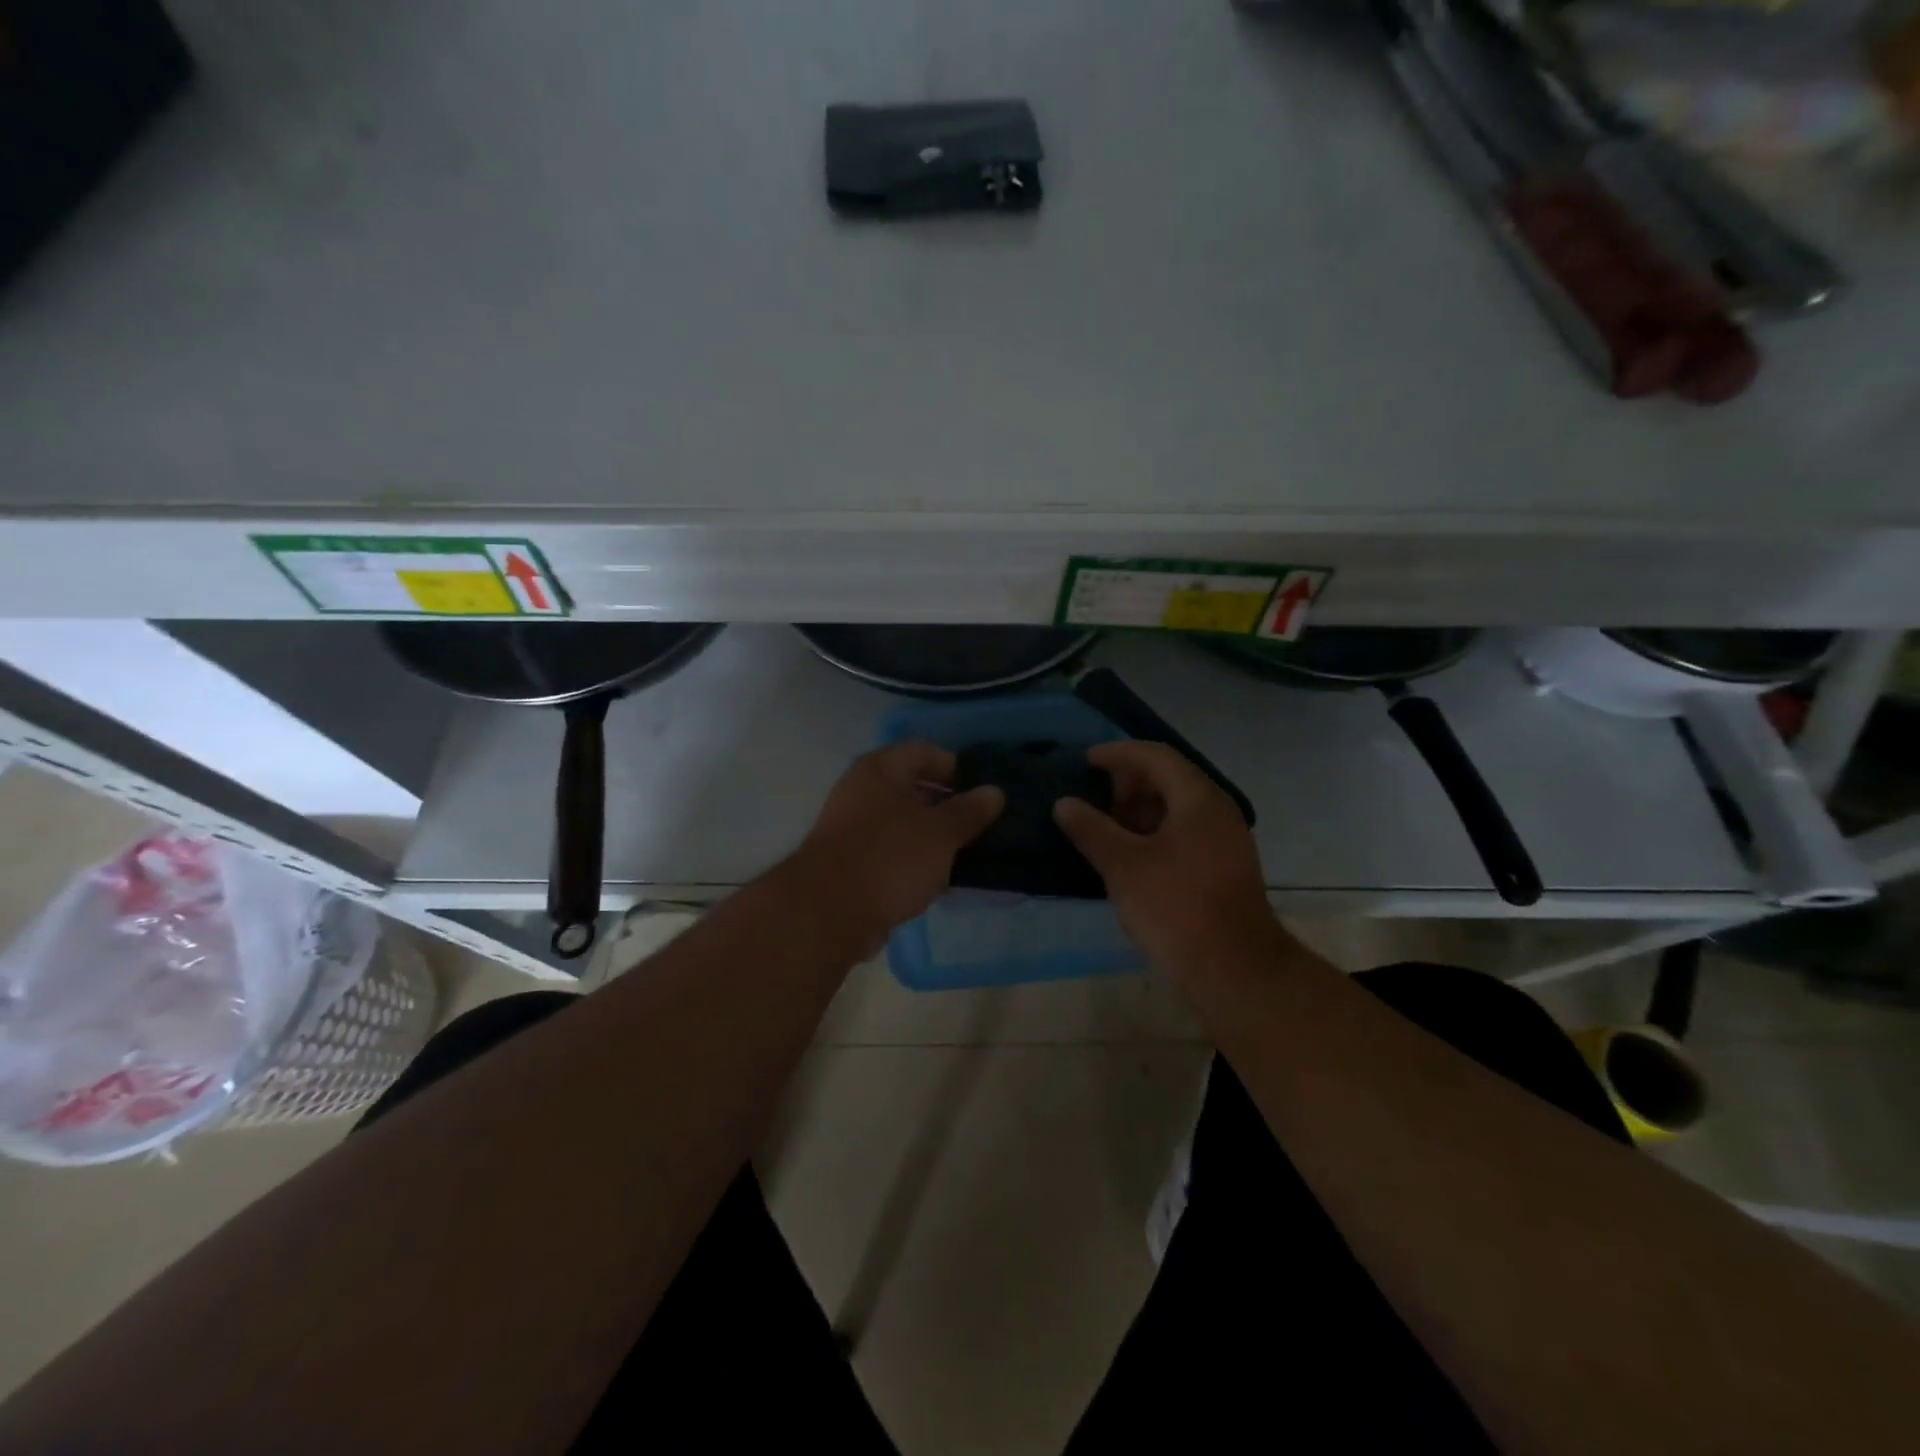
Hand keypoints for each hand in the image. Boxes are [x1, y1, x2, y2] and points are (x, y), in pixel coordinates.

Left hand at [792, 742, 1003, 948]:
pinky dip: (915, 860)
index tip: (984, 790)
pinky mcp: (851, 862)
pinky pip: (892, 851)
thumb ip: (969, 811)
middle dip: (948, 804)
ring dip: (933, 836)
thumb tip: (995, 791)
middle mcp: (862, 790)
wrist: (828, 912)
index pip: (924, 752)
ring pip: (903, 822)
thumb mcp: (940, 833)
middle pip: (913, 787)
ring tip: (968, 853)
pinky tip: (940, 878)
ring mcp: (853, 827)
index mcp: (881, 769)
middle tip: (982, 823)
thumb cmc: (889, 858)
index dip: (956, 767)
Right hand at [1053, 741, 1276, 973]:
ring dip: (1138, 811)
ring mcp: (1224, 840)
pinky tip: (1128, 857)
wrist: (1235, 971)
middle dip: (1126, 784)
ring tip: (1104, 830)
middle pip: (1168, 778)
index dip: (1117, 754)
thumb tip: (1064, 803)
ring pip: (1176, 808)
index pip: (1155, 756)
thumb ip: (1091, 829)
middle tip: (1093, 801)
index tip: (1084, 762)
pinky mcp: (1222, 868)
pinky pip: (1183, 833)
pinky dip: (1153, 833)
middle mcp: (1217, 811)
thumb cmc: (1176, 908)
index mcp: (1198, 799)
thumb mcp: (1123, 866)